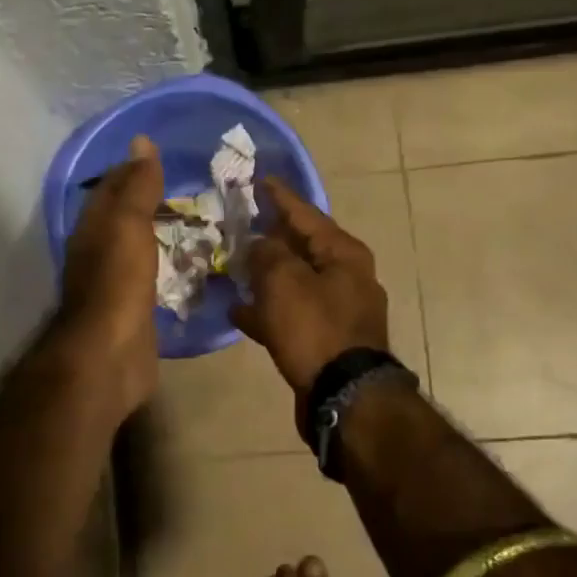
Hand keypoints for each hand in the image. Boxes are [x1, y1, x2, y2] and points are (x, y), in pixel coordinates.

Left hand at [56, 135, 163, 417]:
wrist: (110, 353)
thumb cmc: (118, 282)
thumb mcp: (128, 224)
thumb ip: (137, 186)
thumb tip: (141, 141)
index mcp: (93, 228)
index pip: (111, 188)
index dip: (133, 170)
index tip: (164, 157)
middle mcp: (98, 252)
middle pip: (122, 219)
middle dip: (148, 202)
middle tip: (189, 190)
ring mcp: (115, 284)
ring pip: (137, 249)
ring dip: (159, 235)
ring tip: (196, 223)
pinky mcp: (133, 311)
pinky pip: (152, 279)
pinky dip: (167, 267)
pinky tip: (188, 265)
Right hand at [232, 178, 388, 396]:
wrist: (344, 397)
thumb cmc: (315, 329)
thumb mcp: (284, 281)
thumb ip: (267, 254)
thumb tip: (260, 244)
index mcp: (343, 253)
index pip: (306, 214)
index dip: (279, 197)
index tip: (259, 180)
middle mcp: (345, 276)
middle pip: (301, 247)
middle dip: (269, 236)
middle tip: (239, 224)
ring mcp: (337, 310)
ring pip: (293, 282)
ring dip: (265, 275)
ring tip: (231, 267)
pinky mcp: (325, 339)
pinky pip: (292, 314)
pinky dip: (268, 310)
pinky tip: (238, 312)